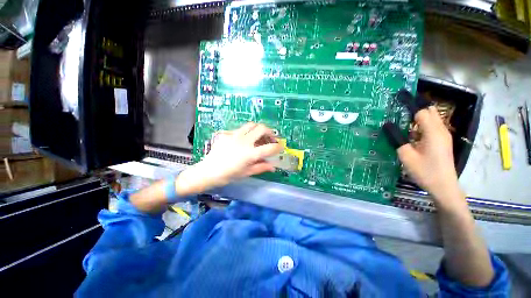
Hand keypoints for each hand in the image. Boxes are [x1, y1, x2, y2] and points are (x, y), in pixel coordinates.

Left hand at [175, 123, 282, 195]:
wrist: (208, 171)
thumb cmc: (228, 175)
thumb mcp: (246, 173)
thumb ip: (261, 167)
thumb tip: (273, 166)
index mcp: (250, 154)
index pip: (270, 148)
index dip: (278, 147)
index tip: (281, 147)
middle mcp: (244, 142)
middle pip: (261, 129)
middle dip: (270, 132)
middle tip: (271, 138)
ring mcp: (235, 136)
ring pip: (251, 125)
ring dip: (258, 129)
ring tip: (259, 135)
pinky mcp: (227, 134)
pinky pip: (240, 129)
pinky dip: (246, 132)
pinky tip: (245, 139)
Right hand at [383, 90, 461, 204]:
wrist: (443, 186)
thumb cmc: (425, 171)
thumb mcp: (406, 155)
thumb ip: (396, 138)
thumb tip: (387, 124)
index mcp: (433, 132)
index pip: (421, 111)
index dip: (410, 102)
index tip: (398, 96)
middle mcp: (440, 130)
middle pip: (428, 111)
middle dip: (415, 106)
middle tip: (398, 106)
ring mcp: (443, 135)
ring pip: (430, 118)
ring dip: (417, 116)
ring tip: (401, 119)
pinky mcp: (442, 141)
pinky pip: (431, 126)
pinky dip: (420, 124)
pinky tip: (410, 132)